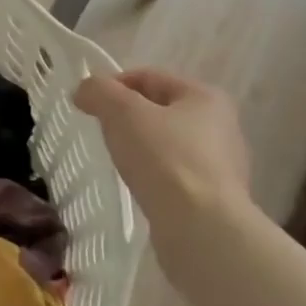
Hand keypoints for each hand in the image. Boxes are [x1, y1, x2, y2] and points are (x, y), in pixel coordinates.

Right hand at [73, 69, 252, 297]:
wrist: (200, 229)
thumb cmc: (164, 158)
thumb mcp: (122, 112)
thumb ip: (98, 91)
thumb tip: (84, 91)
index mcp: (205, 97)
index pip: (149, 77)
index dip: (113, 84)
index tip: (88, 104)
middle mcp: (221, 126)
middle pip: (159, 109)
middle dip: (127, 116)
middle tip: (101, 132)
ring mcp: (221, 165)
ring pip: (167, 143)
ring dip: (140, 146)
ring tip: (118, 161)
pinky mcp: (214, 198)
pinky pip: (174, 174)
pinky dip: (153, 174)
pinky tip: (139, 186)